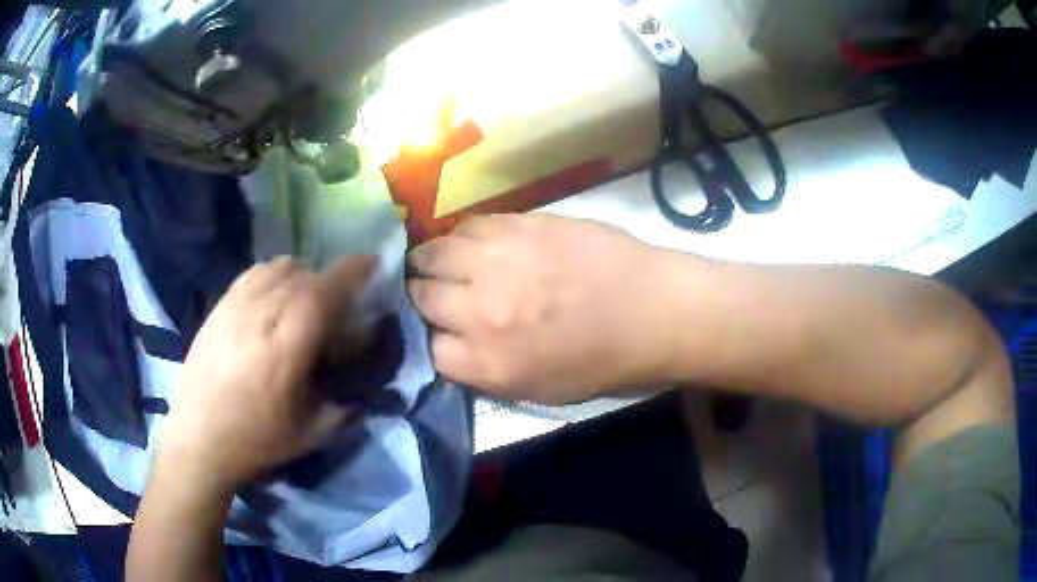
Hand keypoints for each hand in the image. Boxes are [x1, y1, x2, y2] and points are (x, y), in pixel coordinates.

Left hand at [158, 256, 373, 493]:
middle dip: (330, 281)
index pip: (323, 291)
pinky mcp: (219, 306)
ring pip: (278, 267)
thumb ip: (346, 405)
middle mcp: (260, 316)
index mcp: (286, 347)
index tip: (371, 264)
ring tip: (304, 298)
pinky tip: (274, 296)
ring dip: (302, 275)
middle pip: (305, 275)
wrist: (200, 437)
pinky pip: (253, 272)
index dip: (351, 271)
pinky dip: (274, 275)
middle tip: (338, 303)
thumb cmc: (257, 440)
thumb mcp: (312, 433)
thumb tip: (368, 385)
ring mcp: (236, 306)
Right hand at [407, 215, 686, 404]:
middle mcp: (483, 312)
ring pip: (434, 254)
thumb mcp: (538, 389)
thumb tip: (450, 345)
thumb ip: (484, 371)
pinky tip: (472, 242)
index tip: (440, 331)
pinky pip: (469, 226)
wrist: (652, 311)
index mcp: (490, 363)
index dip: (432, 339)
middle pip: (422, 297)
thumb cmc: (602, 360)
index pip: (428, 350)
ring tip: (440, 260)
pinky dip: (462, 236)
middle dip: (421, 296)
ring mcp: (499, 263)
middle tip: (432, 291)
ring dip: (431, 260)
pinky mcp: (520, 226)